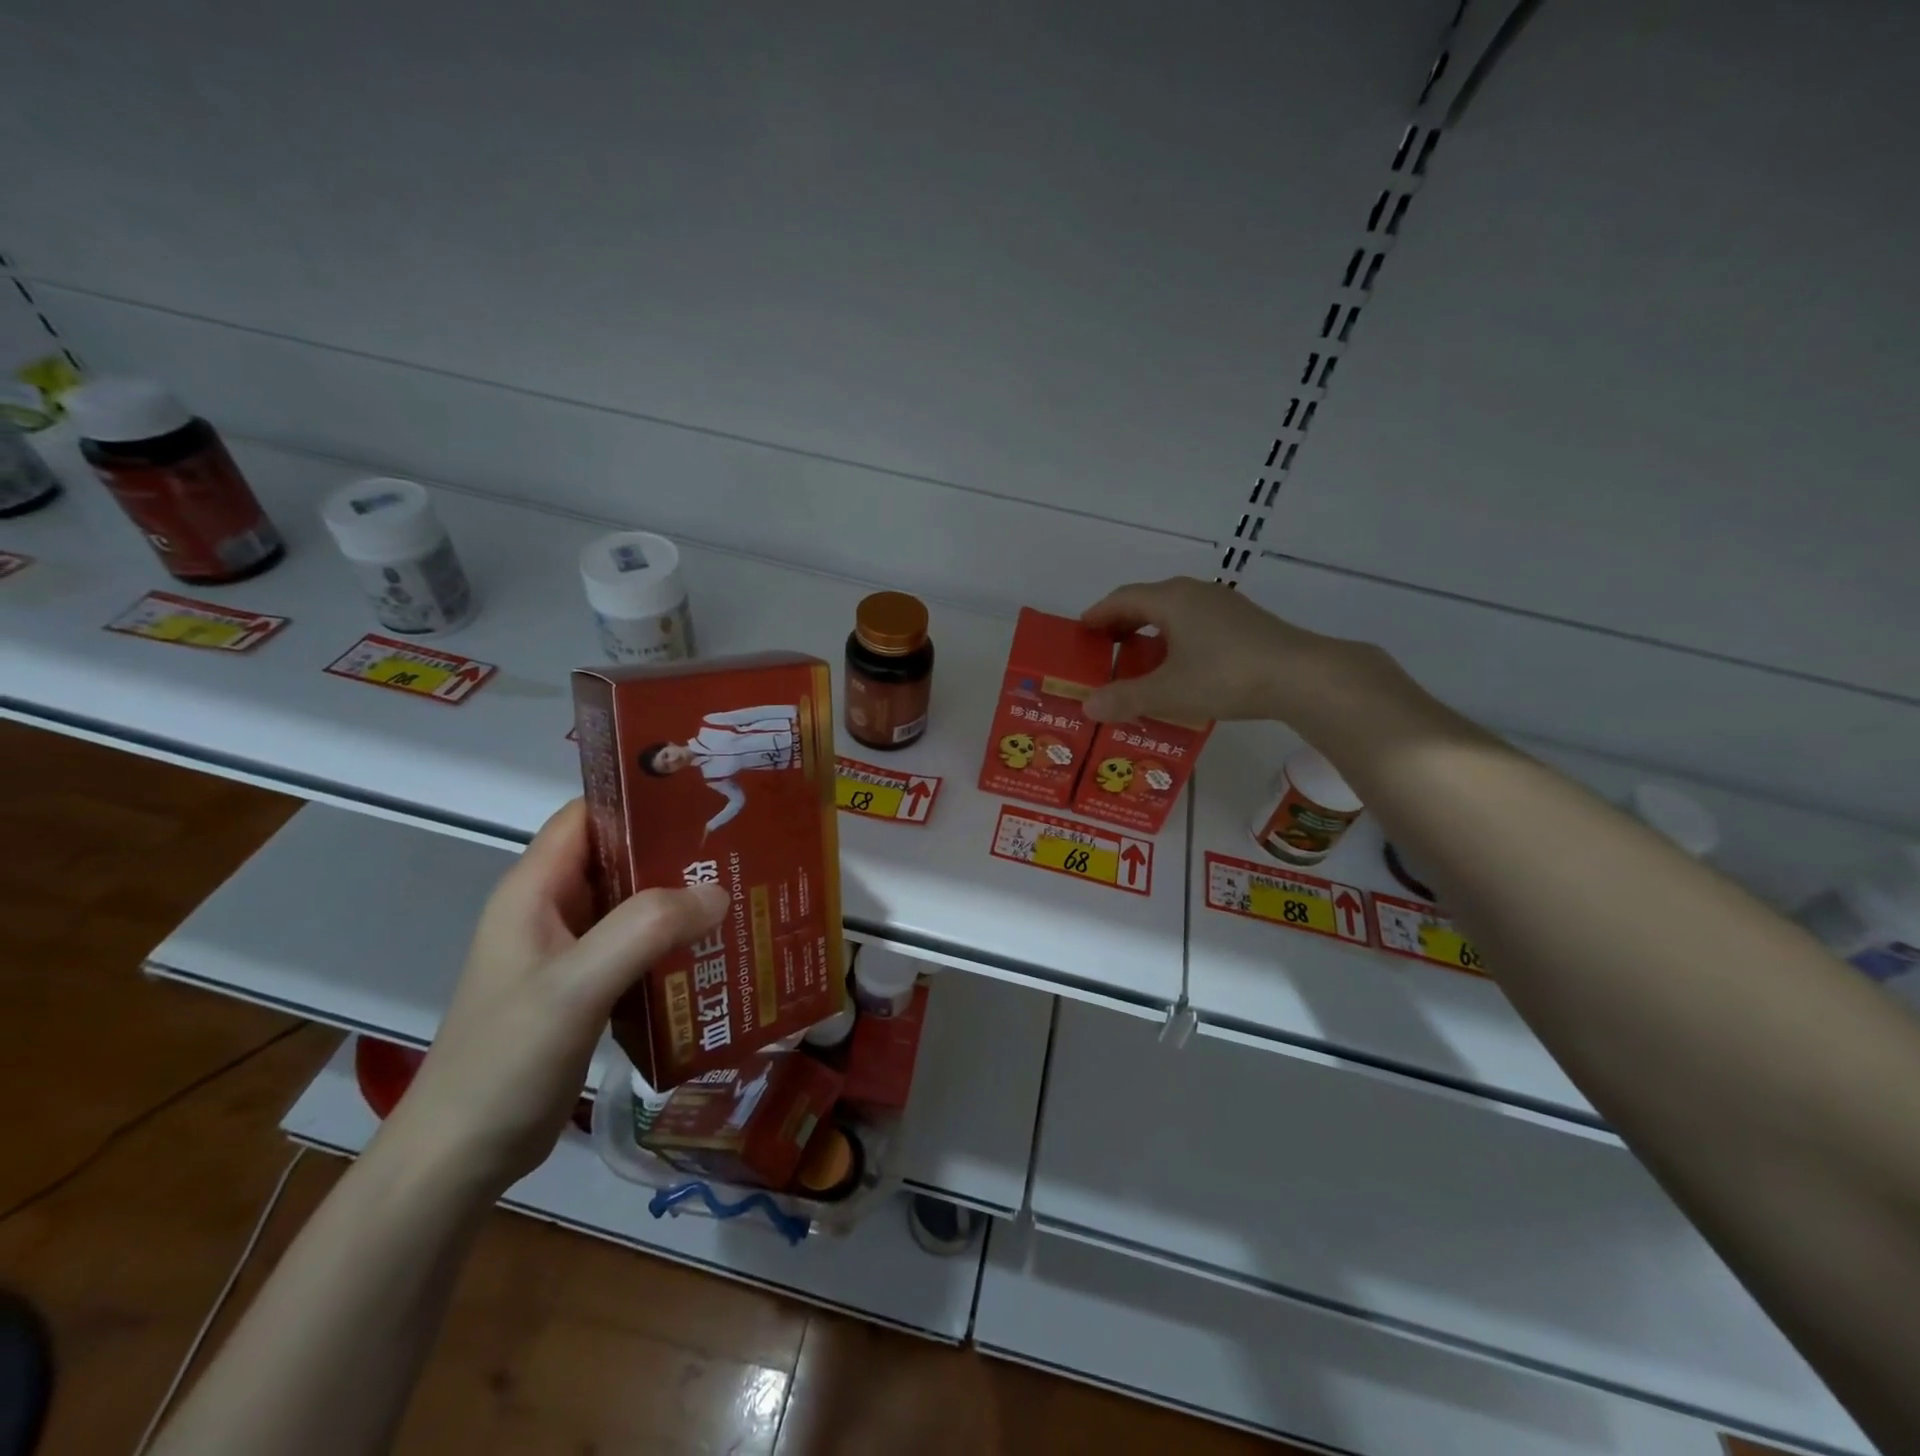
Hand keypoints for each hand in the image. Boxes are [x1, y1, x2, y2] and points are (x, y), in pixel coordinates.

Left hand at [382, 799, 727, 1197]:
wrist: (460, 1158)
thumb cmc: (507, 1059)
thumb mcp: (577, 985)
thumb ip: (645, 929)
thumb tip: (719, 892)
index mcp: (534, 890)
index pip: (590, 815)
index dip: (642, 799)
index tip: (706, 798)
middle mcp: (550, 910)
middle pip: (619, 857)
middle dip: (677, 850)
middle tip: (742, 848)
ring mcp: (566, 952)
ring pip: (632, 904)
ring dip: (679, 898)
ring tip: (742, 890)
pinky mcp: (583, 988)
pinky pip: (635, 946)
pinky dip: (672, 941)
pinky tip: (714, 948)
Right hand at [1081, 576, 1385, 727]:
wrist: (1301, 676)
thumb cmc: (1225, 676)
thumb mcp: (1168, 692)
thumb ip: (1125, 698)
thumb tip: (1087, 707)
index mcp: (1171, 599)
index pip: (1122, 598)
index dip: (1098, 614)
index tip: (1081, 632)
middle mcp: (1195, 593)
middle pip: (1147, 601)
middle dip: (1122, 623)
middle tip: (1105, 649)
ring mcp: (1224, 605)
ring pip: (1174, 611)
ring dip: (1150, 631)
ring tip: (1139, 660)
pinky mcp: (1244, 621)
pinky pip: (1196, 622)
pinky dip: (1175, 637)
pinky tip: (1180, 665)